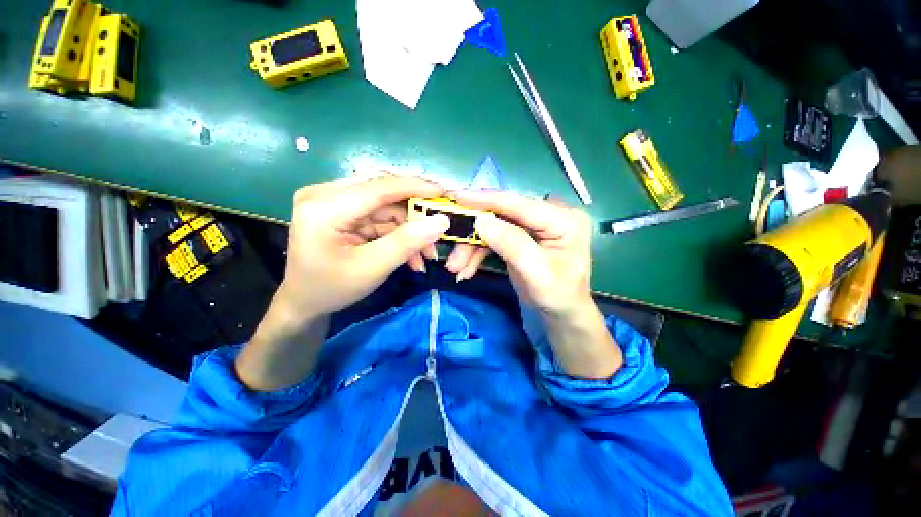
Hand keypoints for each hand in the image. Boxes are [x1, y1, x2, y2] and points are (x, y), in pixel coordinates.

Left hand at [277, 175, 450, 318]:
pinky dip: (398, 234)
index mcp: (324, 207)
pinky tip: (412, 253)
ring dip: (409, 229)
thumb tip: (441, 222)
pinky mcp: (342, 210)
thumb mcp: (372, 268)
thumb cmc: (331, 289)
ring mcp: (333, 201)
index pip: (379, 187)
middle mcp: (325, 194)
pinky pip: (379, 217)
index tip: (444, 192)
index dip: (415, 187)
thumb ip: (406, 243)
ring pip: (386, 208)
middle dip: (414, 217)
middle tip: (438, 233)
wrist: (303, 302)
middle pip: (384, 195)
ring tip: (426, 254)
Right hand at [450, 190, 593, 316]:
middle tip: (452, 251)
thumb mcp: (537, 274)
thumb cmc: (559, 298)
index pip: (520, 204)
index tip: (457, 196)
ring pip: (494, 227)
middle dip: (475, 234)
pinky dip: (477, 253)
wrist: (561, 316)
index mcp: (563, 219)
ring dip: (472, 247)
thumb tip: (481, 221)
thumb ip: (512, 244)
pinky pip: (494, 238)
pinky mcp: (520, 237)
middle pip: (502, 216)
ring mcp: (533, 226)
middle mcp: (548, 216)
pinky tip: (466, 268)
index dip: (487, 200)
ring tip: (456, 268)